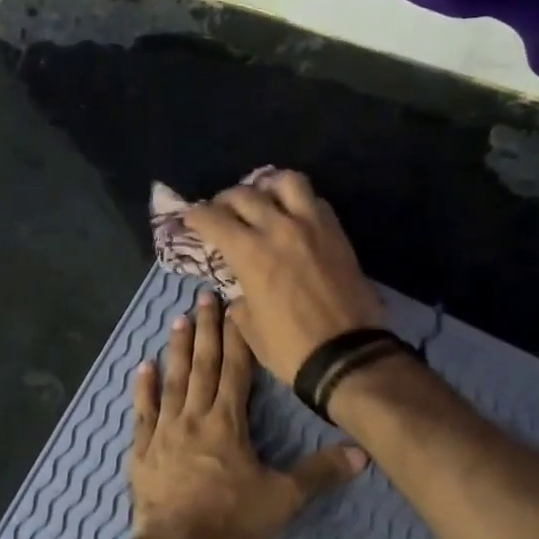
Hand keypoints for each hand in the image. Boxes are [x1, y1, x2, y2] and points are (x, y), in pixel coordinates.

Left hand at [129, 292, 364, 538]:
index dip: (237, 337)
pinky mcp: (142, 450)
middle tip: (203, 297)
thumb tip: (362, 453)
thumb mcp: (283, 498)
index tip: (235, 307)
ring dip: (177, 349)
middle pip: (202, 365)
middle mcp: (194, 416)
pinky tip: (143, 366)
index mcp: (227, 421)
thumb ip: (320, 472)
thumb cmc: (231, 519)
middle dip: (206, 330)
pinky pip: (142, 412)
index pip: (235, 369)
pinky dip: (143, 388)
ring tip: (178, 320)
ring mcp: (164, 431)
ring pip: (172, 381)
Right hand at [183, 170, 383, 382]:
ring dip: (268, 185)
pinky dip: (299, 201)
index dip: (195, 215)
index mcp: (251, 253)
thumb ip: (240, 299)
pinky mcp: (338, 234)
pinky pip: (316, 201)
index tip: (189, 218)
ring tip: (263, 197)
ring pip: (287, 181)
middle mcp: (280, 229)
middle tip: (221, 211)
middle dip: (225, 200)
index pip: (213, 219)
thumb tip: (241, 289)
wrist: (348, 357)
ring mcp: (313, 227)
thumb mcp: (250, 329)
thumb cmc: (291, 349)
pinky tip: (294, 216)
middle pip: (246, 194)